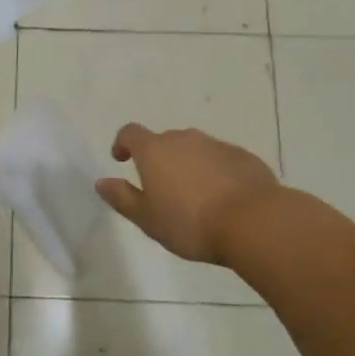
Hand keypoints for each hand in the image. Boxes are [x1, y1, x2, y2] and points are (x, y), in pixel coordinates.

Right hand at [96, 124, 280, 265]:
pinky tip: (223, 198)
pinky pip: (220, 159)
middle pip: (164, 141)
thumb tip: (101, 182)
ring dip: (188, 165)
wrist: (253, 221)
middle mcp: (183, 139)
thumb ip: (122, 198)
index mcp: (155, 150)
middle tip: (162, 189)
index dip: (123, 143)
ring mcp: (215, 144)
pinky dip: (215, 172)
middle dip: (159, 159)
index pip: (130, 133)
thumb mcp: (148, 219)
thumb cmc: (190, 223)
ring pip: (194, 149)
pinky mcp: (242, 156)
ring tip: (194, 197)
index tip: (121, 159)